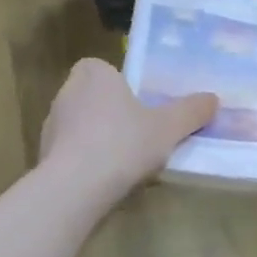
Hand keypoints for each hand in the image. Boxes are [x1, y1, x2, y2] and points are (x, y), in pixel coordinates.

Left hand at [40, 58, 217, 201]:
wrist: (75, 187)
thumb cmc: (123, 144)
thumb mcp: (169, 128)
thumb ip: (191, 111)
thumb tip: (213, 99)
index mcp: (94, 74)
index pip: (102, 68)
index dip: (120, 85)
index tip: (140, 105)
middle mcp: (67, 92)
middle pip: (93, 97)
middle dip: (112, 113)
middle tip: (139, 134)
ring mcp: (51, 124)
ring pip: (81, 125)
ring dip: (98, 139)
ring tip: (125, 163)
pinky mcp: (43, 155)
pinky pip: (71, 152)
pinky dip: (85, 162)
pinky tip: (105, 181)